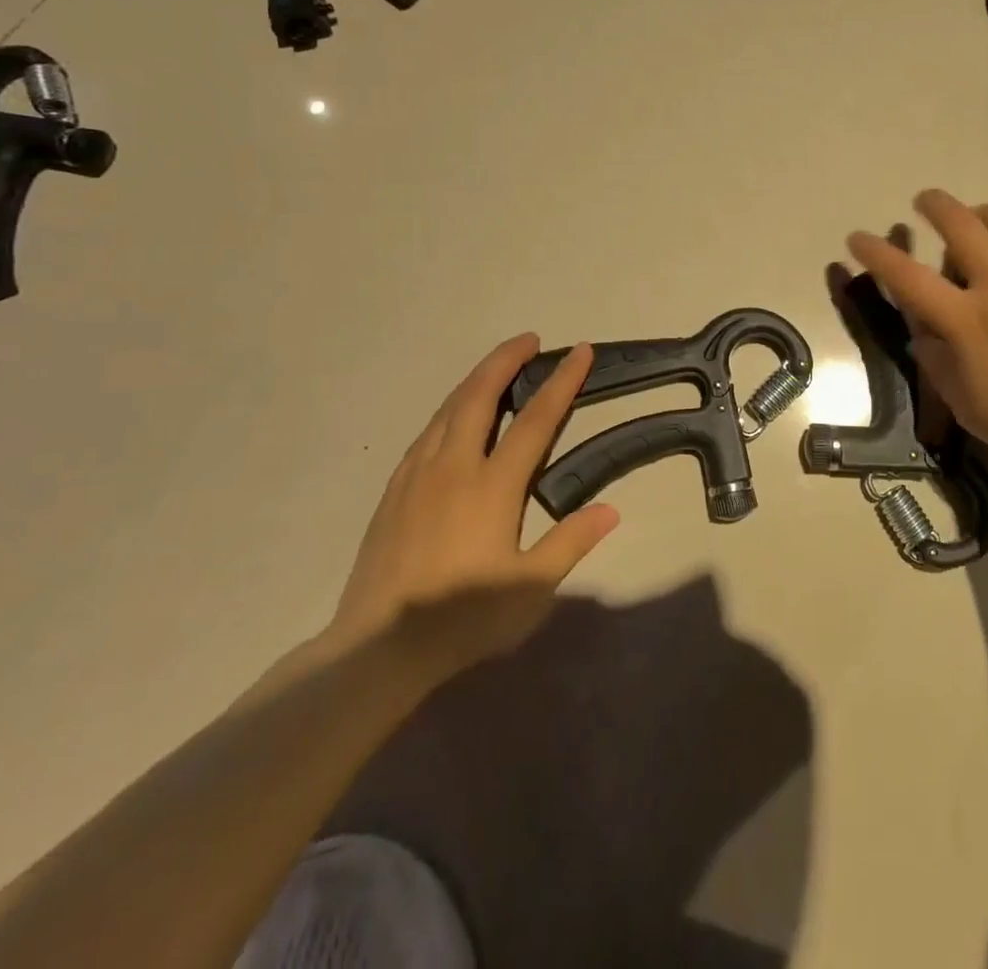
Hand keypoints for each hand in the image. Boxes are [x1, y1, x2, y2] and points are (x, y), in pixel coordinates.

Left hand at [325, 335, 618, 676]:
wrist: (377, 648)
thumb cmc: (462, 618)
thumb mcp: (530, 589)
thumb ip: (571, 542)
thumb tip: (611, 510)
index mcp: (492, 485)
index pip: (535, 420)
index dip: (561, 382)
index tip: (579, 352)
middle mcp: (454, 466)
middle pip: (481, 395)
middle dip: (507, 359)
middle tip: (529, 339)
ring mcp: (417, 475)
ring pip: (449, 408)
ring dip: (476, 379)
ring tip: (496, 366)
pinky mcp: (393, 490)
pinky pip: (427, 433)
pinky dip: (449, 409)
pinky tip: (453, 418)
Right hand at [848, 190, 987, 474]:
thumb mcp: (973, 408)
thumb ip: (940, 367)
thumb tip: (923, 337)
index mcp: (966, 319)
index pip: (907, 277)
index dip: (876, 254)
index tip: (858, 237)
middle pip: (960, 225)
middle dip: (935, 205)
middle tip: (925, 200)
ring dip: (985, 212)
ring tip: (980, 216)